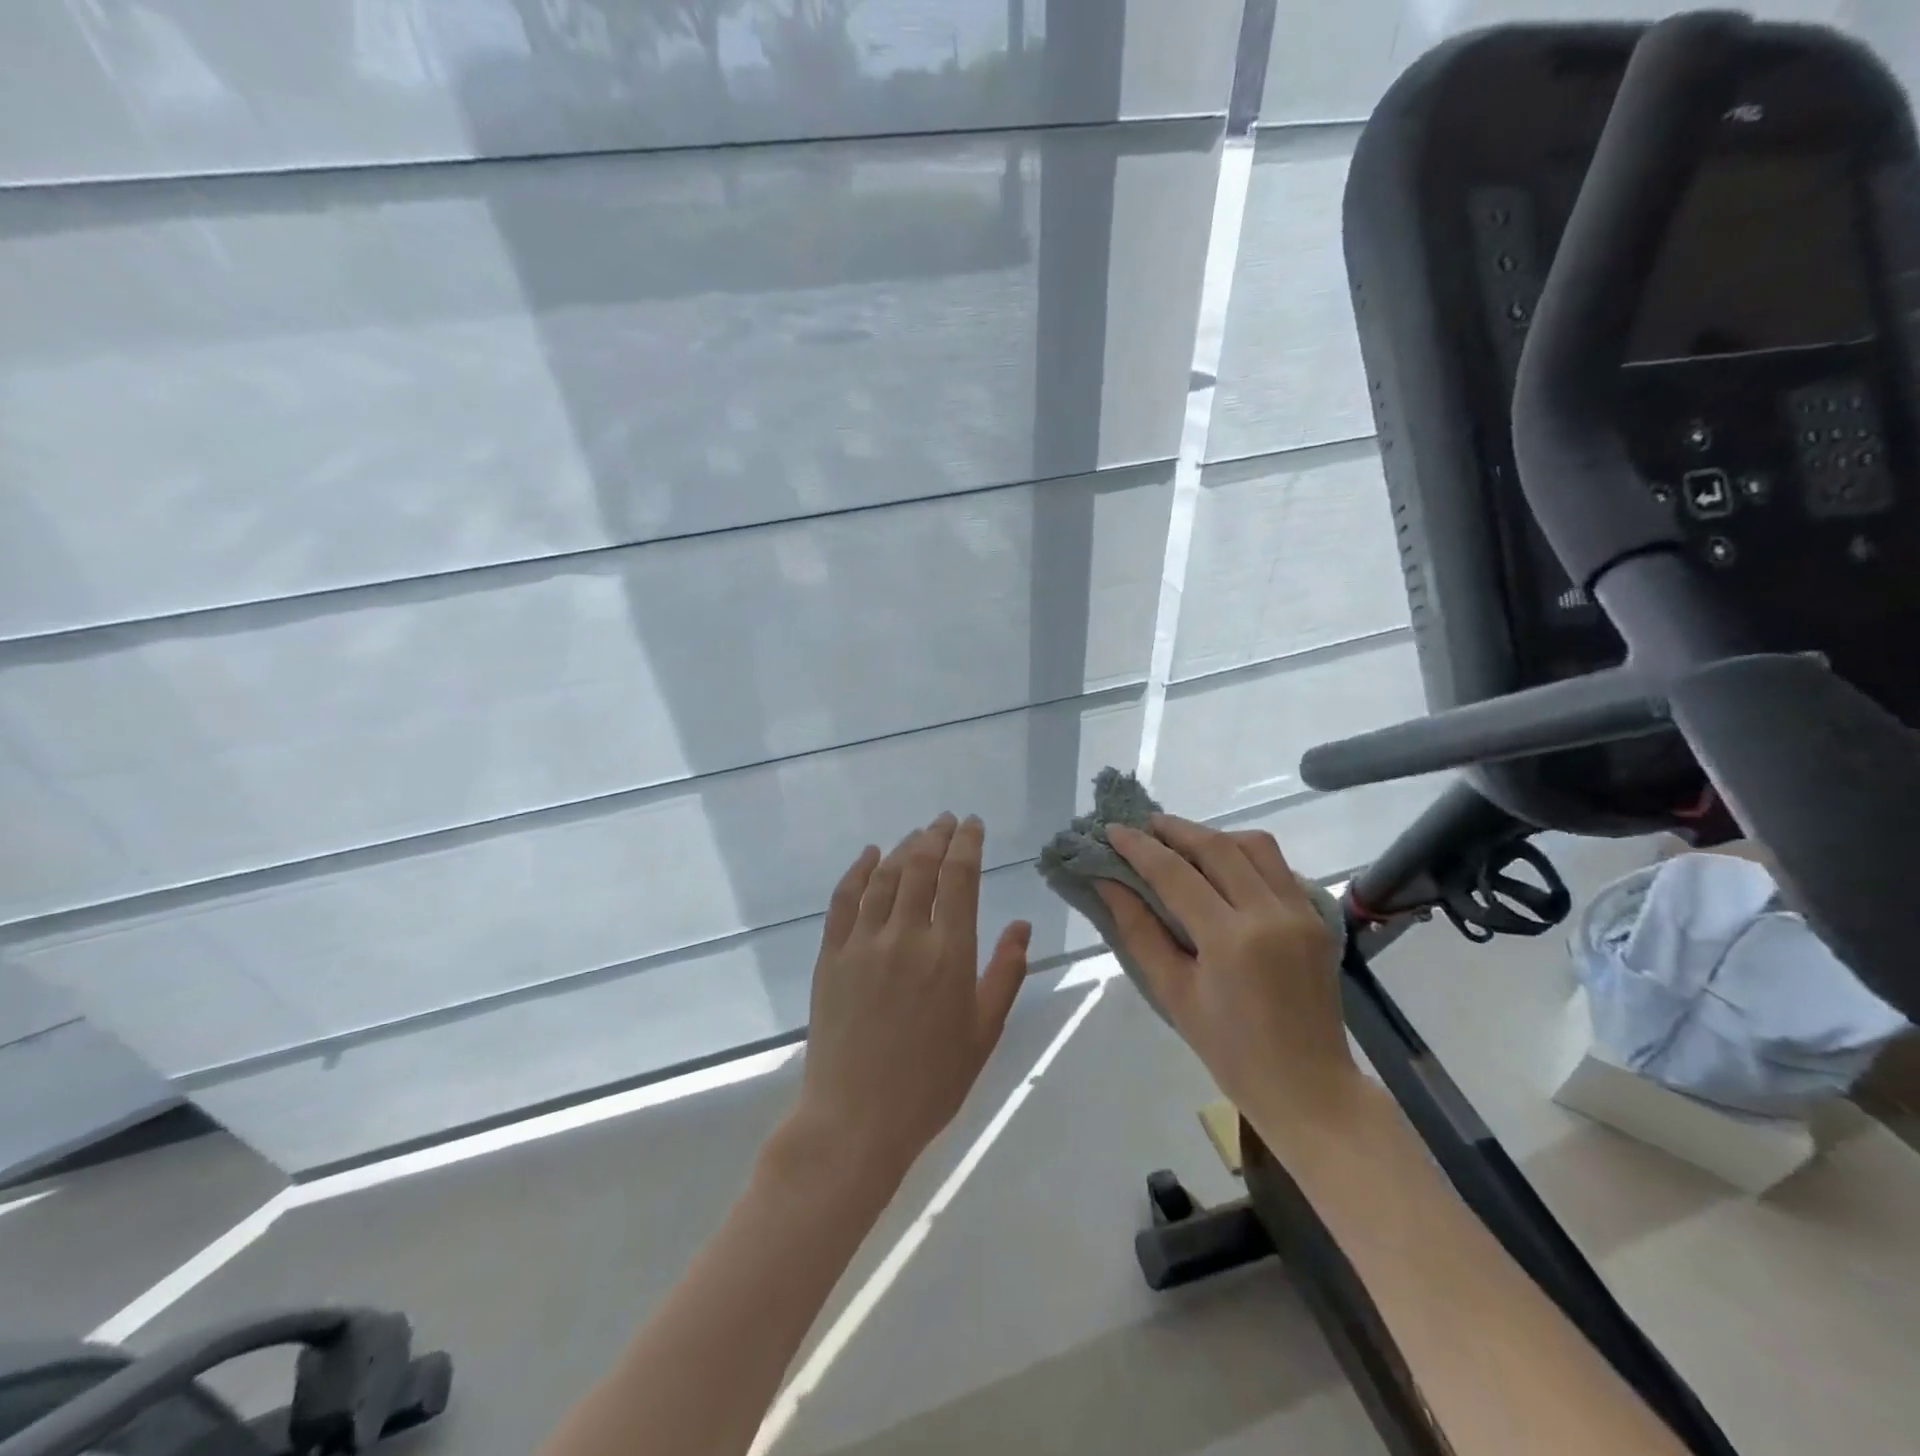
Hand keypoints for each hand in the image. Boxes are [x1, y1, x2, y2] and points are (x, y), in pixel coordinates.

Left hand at [791, 813, 1031, 1187]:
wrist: (856, 1120)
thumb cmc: (931, 1082)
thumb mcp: (984, 1032)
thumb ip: (1005, 973)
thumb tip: (1023, 924)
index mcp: (949, 954)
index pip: (960, 878)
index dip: (967, 843)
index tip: (972, 824)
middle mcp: (906, 936)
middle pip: (921, 866)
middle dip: (936, 836)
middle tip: (946, 821)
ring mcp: (863, 943)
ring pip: (885, 877)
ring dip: (903, 848)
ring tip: (917, 835)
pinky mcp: (831, 956)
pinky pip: (844, 899)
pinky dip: (858, 870)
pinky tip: (869, 855)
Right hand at [1096, 815, 1356, 1125]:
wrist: (1309, 1087)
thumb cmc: (1230, 1050)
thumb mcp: (1173, 992)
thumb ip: (1138, 930)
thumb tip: (1106, 883)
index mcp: (1231, 939)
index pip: (1176, 874)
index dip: (1140, 848)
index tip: (1112, 830)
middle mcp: (1271, 914)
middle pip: (1217, 847)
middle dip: (1175, 829)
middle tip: (1143, 825)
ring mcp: (1301, 912)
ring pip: (1255, 846)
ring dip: (1215, 836)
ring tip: (1183, 843)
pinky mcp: (1317, 918)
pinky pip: (1278, 867)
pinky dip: (1245, 856)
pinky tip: (1224, 870)